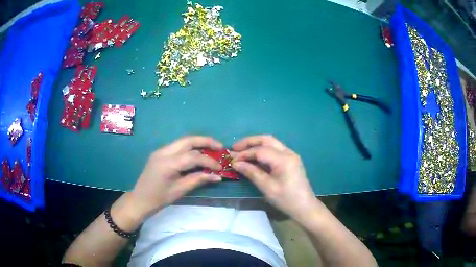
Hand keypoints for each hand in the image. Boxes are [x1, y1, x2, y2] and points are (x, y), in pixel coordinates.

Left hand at [128, 136, 223, 218]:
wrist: (140, 199)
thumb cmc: (159, 198)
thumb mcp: (180, 190)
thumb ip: (198, 180)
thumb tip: (217, 176)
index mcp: (168, 163)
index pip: (193, 156)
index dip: (209, 161)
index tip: (220, 168)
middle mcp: (164, 152)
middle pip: (188, 140)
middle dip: (205, 141)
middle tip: (220, 147)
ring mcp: (160, 151)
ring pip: (183, 141)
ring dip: (198, 142)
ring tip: (211, 148)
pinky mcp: (160, 153)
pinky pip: (177, 146)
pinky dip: (189, 147)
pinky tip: (197, 153)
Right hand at [232, 135, 318, 220]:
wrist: (304, 207)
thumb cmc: (286, 199)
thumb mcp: (267, 188)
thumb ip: (252, 173)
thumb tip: (236, 163)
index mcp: (284, 159)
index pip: (260, 150)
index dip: (244, 153)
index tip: (232, 159)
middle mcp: (288, 152)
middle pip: (266, 140)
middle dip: (249, 142)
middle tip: (234, 148)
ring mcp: (291, 155)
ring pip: (271, 142)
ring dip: (255, 144)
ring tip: (241, 150)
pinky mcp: (290, 160)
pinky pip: (274, 149)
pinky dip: (262, 150)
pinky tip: (254, 157)